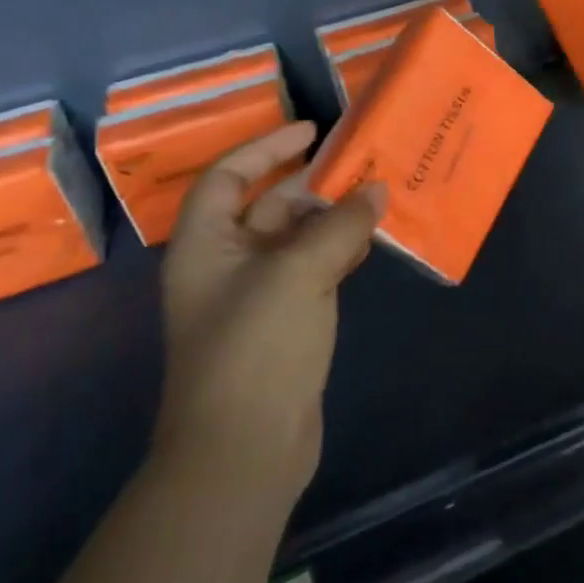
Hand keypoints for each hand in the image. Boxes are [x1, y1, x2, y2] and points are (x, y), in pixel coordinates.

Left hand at [150, 122, 384, 510]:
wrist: (245, 451)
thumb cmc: (255, 347)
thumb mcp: (299, 273)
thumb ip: (340, 226)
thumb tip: (377, 190)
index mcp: (205, 245)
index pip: (229, 176)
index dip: (267, 147)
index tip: (312, 131)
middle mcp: (226, 264)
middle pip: (267, 206)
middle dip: (312, 184)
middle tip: (361, 165)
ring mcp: (256, 296)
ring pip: (296, 239)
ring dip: (333, 218)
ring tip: (378, 196)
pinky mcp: (284, 323)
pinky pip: (314, 270)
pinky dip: (341, 252)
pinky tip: (373, 242)